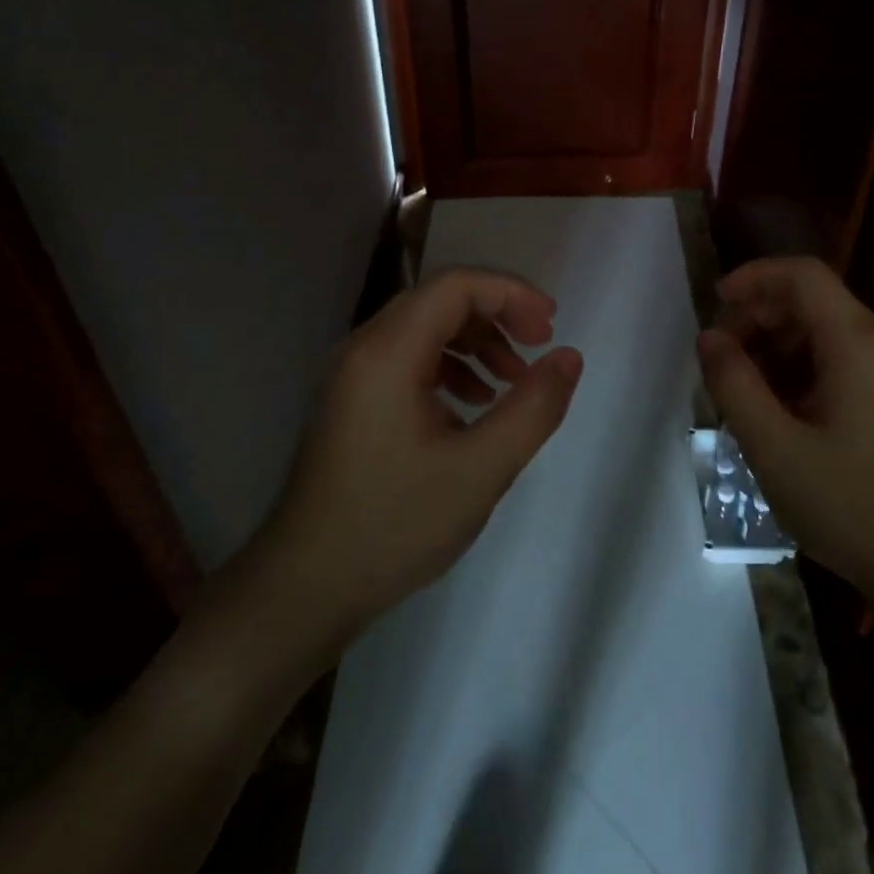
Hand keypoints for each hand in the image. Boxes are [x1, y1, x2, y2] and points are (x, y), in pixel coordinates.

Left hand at [267, 268, 583, 630]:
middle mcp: (363, 348)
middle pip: (440, 301)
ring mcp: (352, 374)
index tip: (550, 326)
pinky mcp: (351, 399)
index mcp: (387, 352)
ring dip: (475, 342)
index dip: (510, 293)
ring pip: (424, 328)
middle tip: (539, 346)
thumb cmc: (394, 525)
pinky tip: (471, 406)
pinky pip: (408, 358)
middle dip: (497, 315)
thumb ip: (533, 408)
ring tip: (511, 382)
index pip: (455, 285)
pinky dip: (449, 366)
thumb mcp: (480, 470)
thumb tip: (568, 357)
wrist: (305, 587)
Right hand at [697, 256, 873, 616]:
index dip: (753, 277)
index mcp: (860, 341)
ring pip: (827, 332)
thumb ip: (734, 384)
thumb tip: (709, 338)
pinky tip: (784, 414)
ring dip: (779, 348)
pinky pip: (846, 360)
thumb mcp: (776, 449)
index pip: (802, 275)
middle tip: (721, 362)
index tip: (714, 303)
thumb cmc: (855, 508)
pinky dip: (805, 370)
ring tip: (745, 395)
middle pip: (812, 302)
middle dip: (759, 320)